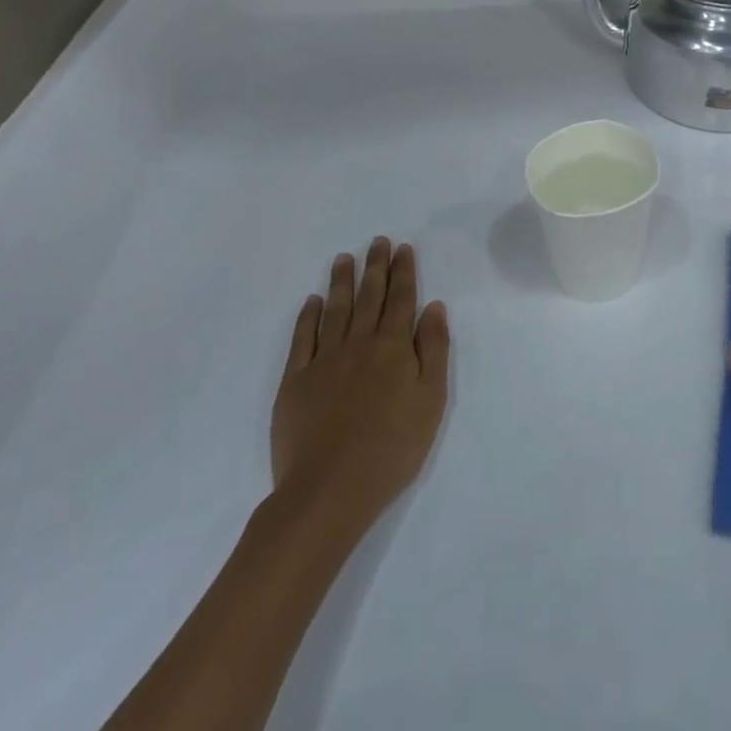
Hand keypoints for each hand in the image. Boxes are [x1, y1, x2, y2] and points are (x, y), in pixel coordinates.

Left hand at [271, 238, 449, 531]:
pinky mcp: (295, 382)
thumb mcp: (431, 400)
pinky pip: (303, 339)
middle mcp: (359, 344)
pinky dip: (308, 317)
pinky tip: (312, 302)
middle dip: (375, 267)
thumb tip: (433, 307)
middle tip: (377, 242)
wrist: (330, 489)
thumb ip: (434, 350)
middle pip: (369, 297)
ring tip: (343, 258)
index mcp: (394, 348)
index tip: (403, 248)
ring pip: (335, 311)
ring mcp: (324, 361)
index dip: (403, 272)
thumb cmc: (393, 447)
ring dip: (341, 282)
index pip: (401, 300)